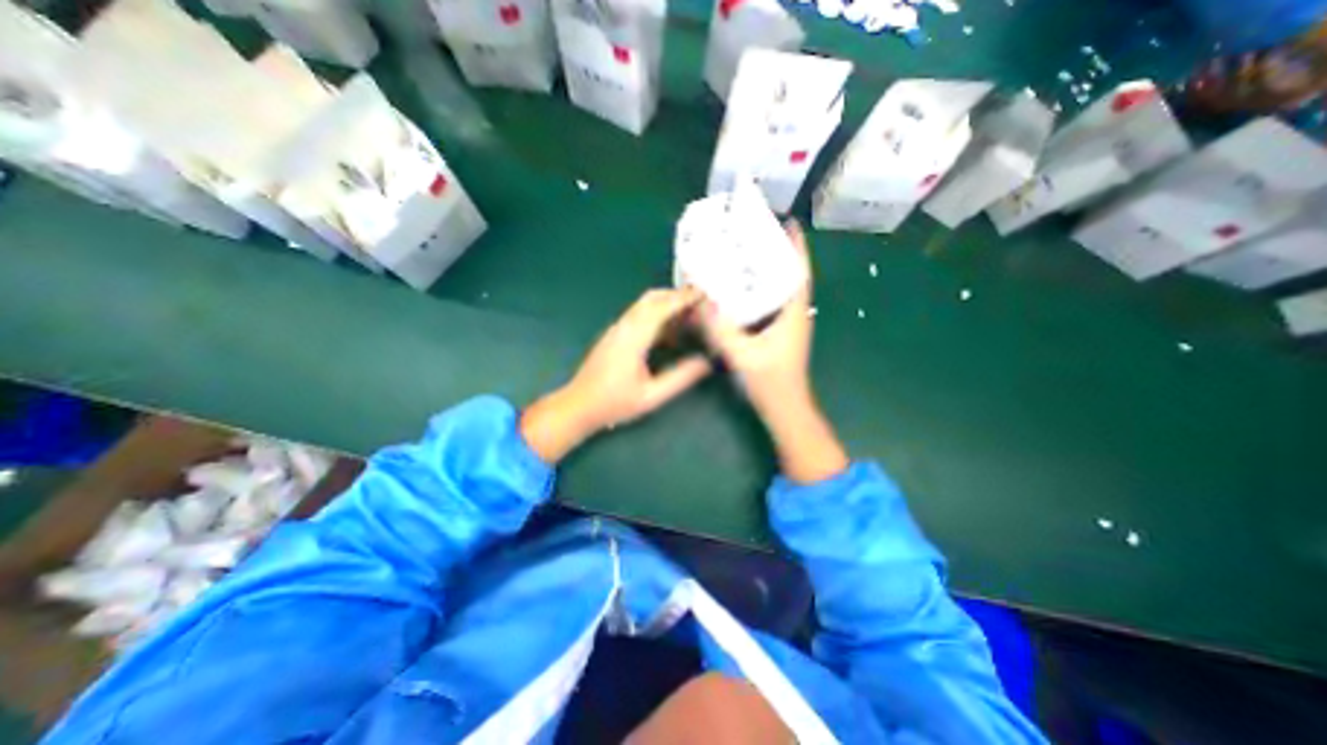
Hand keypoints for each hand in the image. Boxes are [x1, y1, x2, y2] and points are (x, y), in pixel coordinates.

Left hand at [520, 288, 716, 461]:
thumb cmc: (613, 403)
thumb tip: (705, 363)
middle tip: (698, 303)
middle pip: (651, 298)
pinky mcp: (614, 335)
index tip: (703, 294)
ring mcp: (616, 329)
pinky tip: (668, 332)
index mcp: (633, 338)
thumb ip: (680, 378)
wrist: (578, 405)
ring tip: (688, 315)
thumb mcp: (651, 396)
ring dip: (665, 303)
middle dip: (675, 295)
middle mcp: (623, 327)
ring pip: (643, 305)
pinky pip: (638, 315)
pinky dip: (656, 314)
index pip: (661, 308)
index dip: (682, 298)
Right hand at [697, 218, 813, 415]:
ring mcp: (789, 325)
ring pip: (781, 290)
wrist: (785, 408)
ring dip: (770, 271)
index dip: (797, 247)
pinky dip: (761, 291)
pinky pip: (772, 303)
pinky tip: (741, 290)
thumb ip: (722, 330)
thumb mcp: (743, 355)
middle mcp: (795, 314)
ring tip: (748, 255)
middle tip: (758, 235)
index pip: (800, 272)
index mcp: (794, 313)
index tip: (789, 223)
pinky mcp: (779, 334)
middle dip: (779, 253)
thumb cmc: (770, 382)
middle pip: (791, 276)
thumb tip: (702, 302)